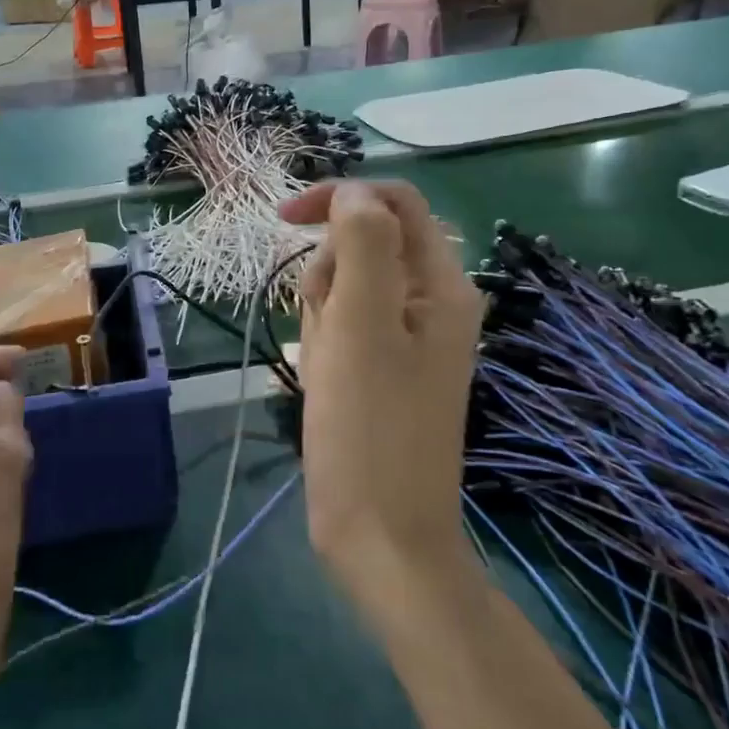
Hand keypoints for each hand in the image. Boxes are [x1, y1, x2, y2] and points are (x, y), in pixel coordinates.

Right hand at [280, 181, 483, 623]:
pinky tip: (324, 382)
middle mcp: (431, 304)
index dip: (342, 197)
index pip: (395, 204)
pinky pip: (344, 327)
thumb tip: (355, 193)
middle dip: (328, 274)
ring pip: (347, 287)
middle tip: (326, 330)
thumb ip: (364, 246)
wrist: (380, 535)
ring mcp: (406, 339)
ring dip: (322, 314)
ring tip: (326, 367)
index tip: (286, 218)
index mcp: (442, 286)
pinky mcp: (382, 367)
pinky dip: (324, 343)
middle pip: (365, 246)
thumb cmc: (370, 429)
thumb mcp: (363, 326)